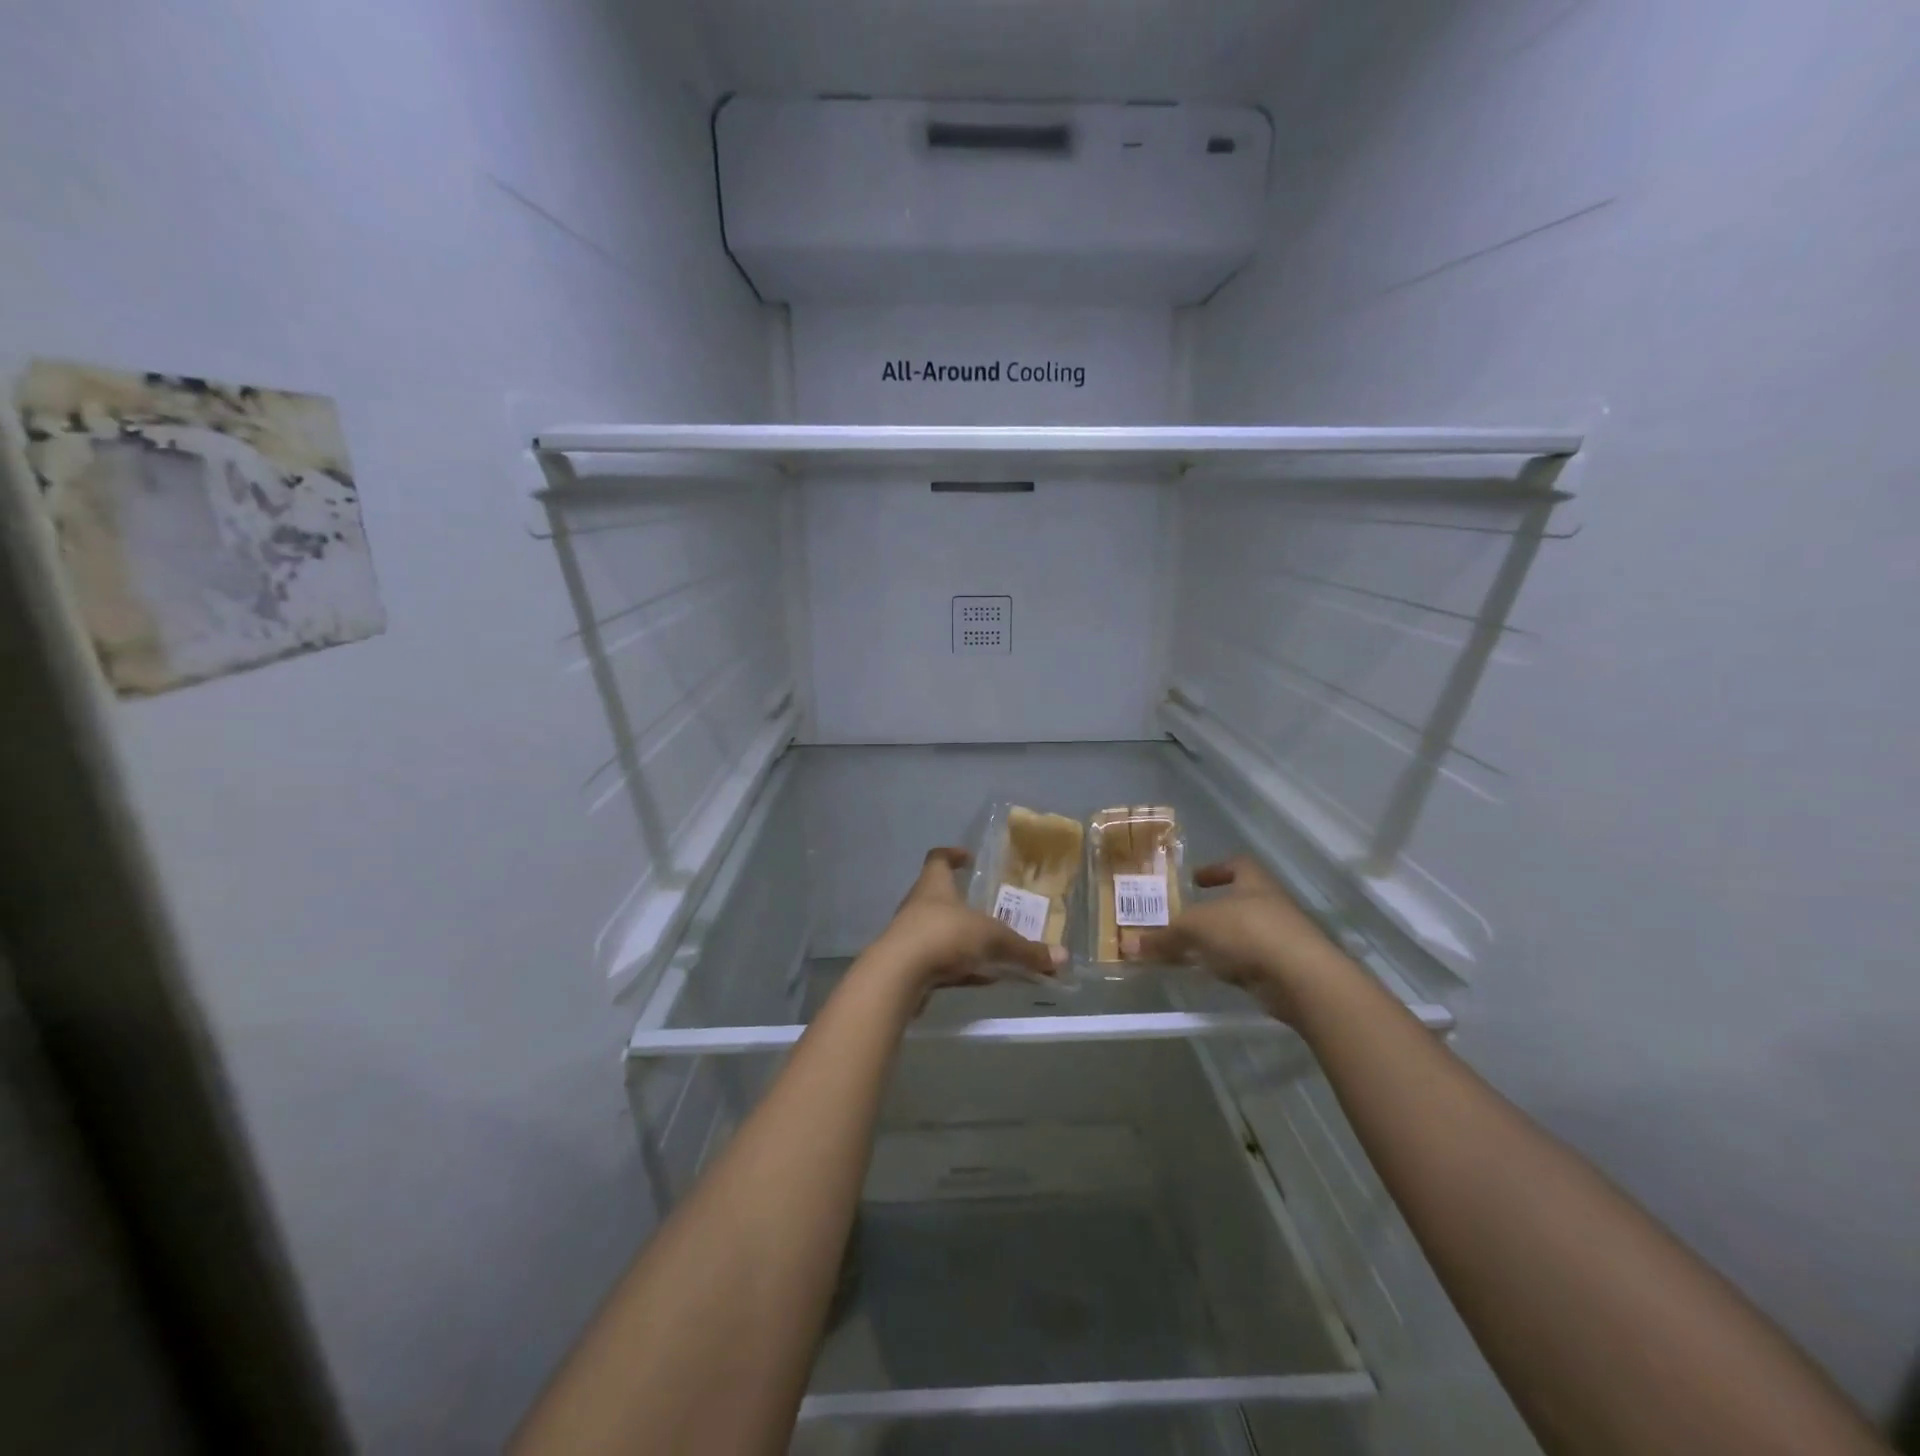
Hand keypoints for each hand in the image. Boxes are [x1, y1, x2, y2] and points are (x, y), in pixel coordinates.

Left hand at [870, 848, 1066, 995]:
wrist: (898, 976)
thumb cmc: (944, 936)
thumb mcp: (992, 939)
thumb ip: (1025, 949)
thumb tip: (1062, 958)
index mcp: (934, 885)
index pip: (938, 859)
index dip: (952, 855)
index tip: (967, 857)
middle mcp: (918, 905)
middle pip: (938, 895)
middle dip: (961, 901)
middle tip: (988, 907)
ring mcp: (910, 936)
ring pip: (938, 931)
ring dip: (961, 937)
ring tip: (989, 946)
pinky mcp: (909, 966)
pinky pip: (938, 962)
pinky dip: (959, 967)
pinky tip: (979, 978)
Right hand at [1127, 855, 1350, 1022]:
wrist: (1301, 978)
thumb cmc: (1247, 932)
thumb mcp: (1195, 928)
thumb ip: (1165, 937)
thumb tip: (1131, 946)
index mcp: (1254, 882)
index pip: (1238, 864)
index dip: (1216, 869)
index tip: (1195, 880)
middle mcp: (1271, 905)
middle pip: (1240, 901)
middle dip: (1213, 910)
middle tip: (1184, 920)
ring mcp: (1283, 938)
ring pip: (1245, 933)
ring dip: (1221, 940)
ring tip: (1191, 951)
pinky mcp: (1286, 969)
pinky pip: (1251, 961)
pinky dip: (1232, 965)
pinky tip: (1213, 974)